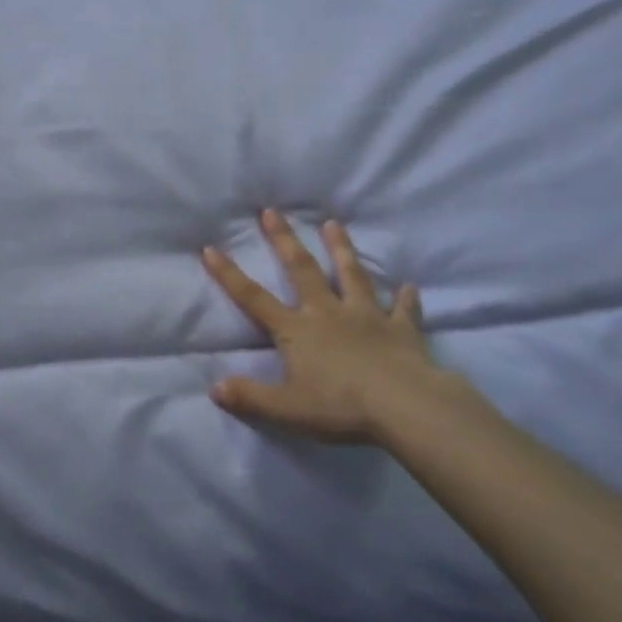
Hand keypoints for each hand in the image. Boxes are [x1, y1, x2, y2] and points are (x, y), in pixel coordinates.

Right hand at [202, 212, 483, 445]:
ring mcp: (367, 315)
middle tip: (272, 211)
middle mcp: (328, 312)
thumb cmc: (340, 406)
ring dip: (342, 249)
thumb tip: (215, 388)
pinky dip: (405, 298)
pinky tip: (409, 287)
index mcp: (297, 330)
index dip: (230, 275)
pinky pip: (403, 309)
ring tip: (333, 224)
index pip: (254, 298)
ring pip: (352, 275)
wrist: (404, 405)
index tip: (211, 248)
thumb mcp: (286, 409)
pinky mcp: (401, 328)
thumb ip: (250, 397)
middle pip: (303, 270)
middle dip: (285, 240)